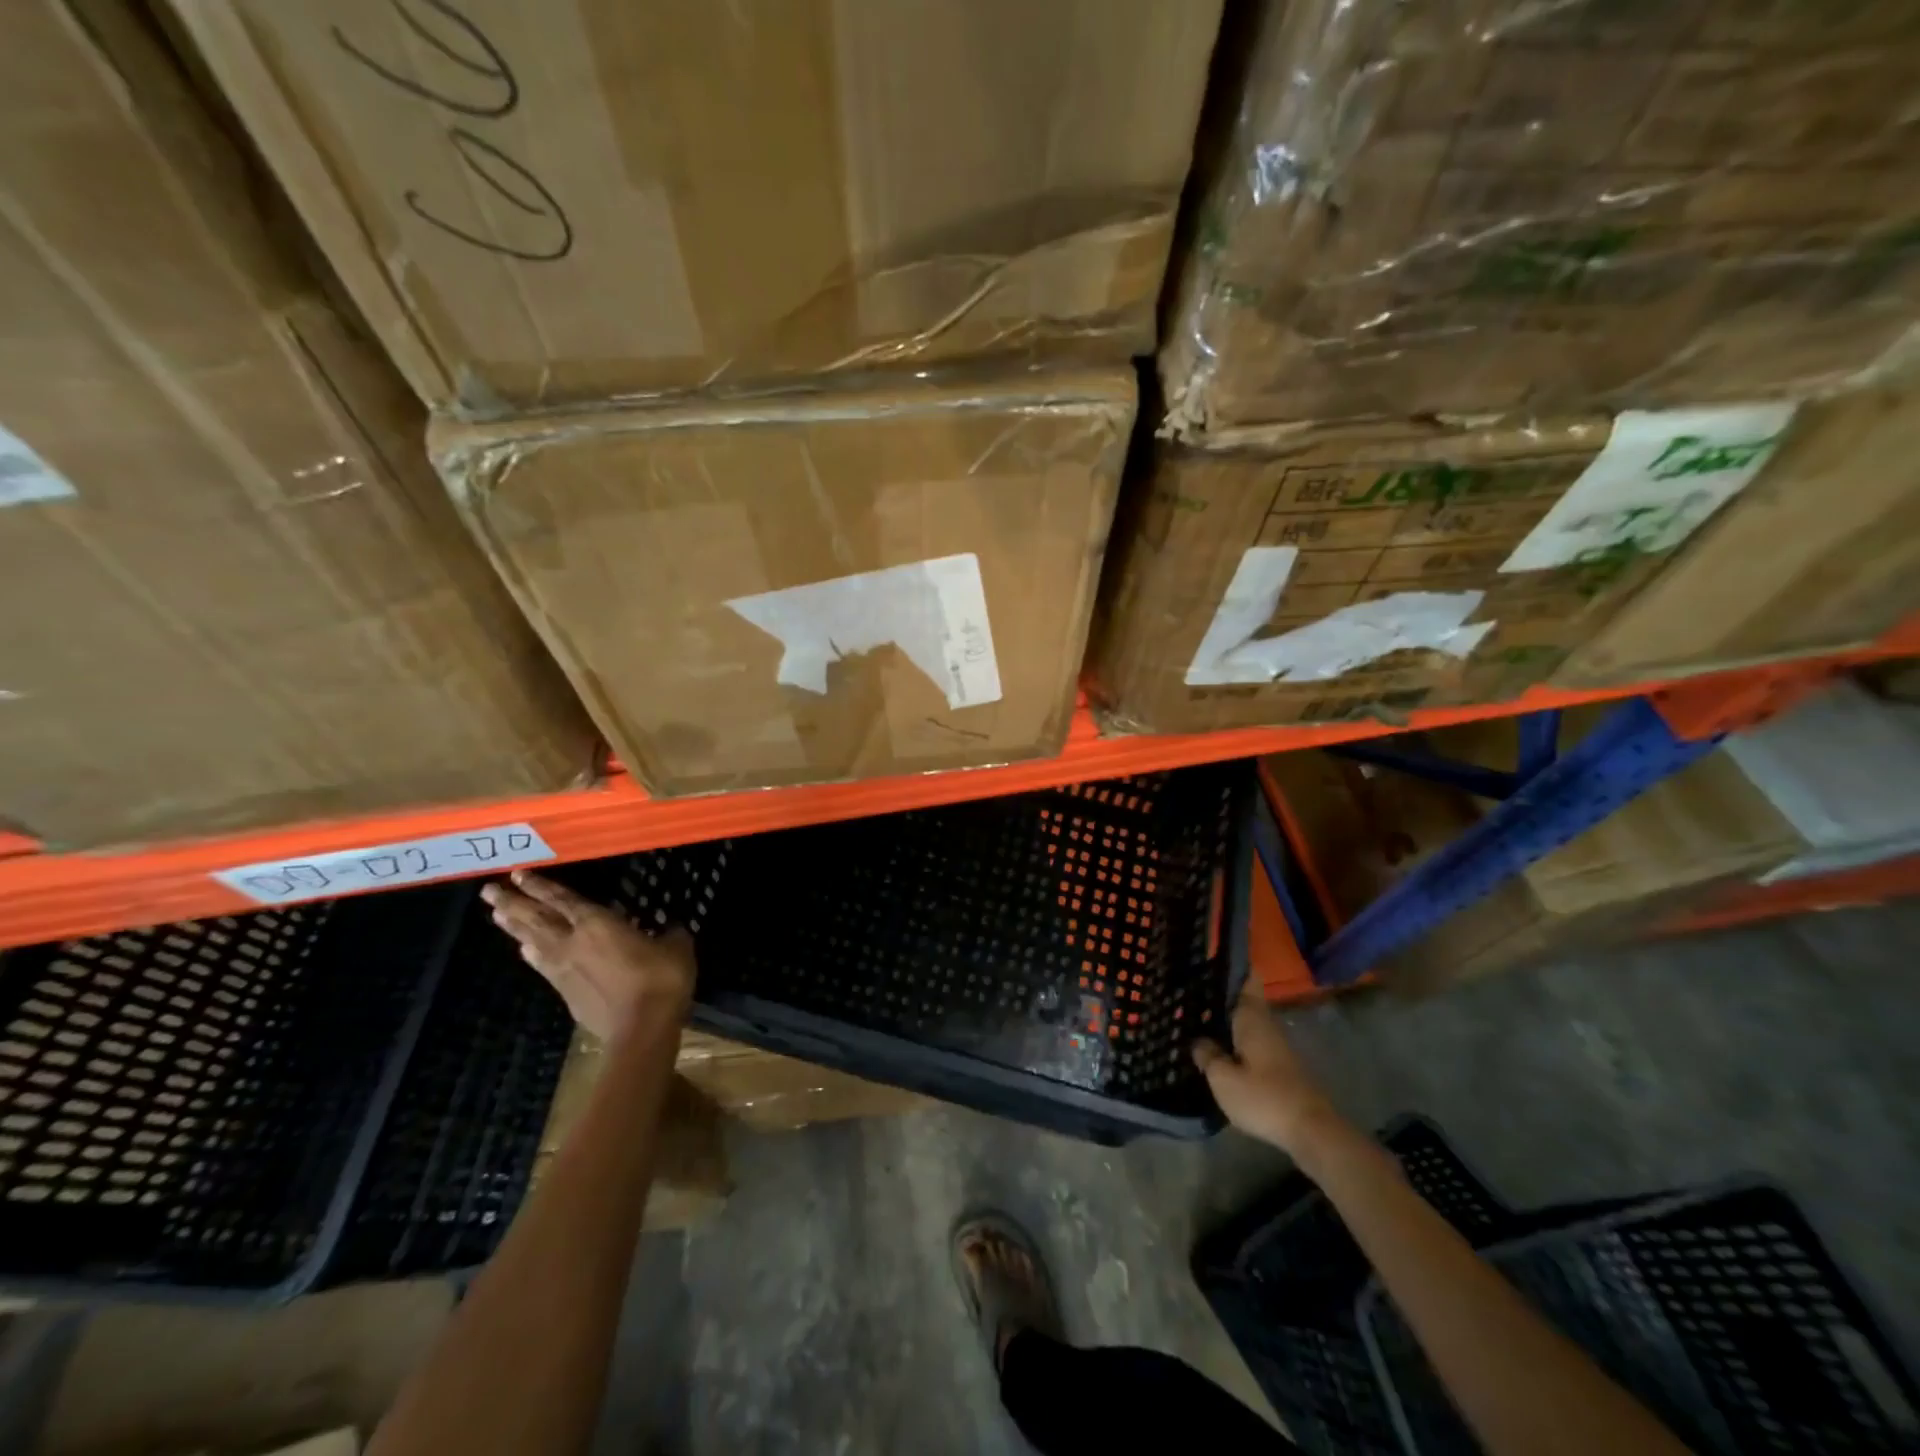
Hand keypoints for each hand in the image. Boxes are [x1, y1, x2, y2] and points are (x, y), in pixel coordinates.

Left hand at [482, 871, 694, 1041]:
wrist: (642, 1027)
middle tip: (489, 891)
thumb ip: (668, 933)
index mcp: (598, 923)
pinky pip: (542, 965)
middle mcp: (572, 942)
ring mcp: (564, 969)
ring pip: (533, 942)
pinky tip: (525, 951)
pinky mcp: (565, 993)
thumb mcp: (676, 947)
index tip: (518, 873)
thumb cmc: (661, 979)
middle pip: (536, 919)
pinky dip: (530, 954)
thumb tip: (670, 927)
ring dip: (514, 928)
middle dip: (512, 903)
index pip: (563, 899)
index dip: (540, 886)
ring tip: (497, 915)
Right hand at [1193, 980, 1341, 1152]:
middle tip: (1189, 987)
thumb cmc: (1264, 1097)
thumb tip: (1198, 1041)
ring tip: (1197, 1017)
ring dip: (1226, 1017)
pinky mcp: (1281, 1065)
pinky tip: (1218, 1048)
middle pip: (1244, 999)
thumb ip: (1207, 1055)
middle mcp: (1266, 1023)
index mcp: (1252, 1017)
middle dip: (1221, 992)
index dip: (1233, 965)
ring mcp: (1276, 1045)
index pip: (1247, 979)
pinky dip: (1235, 1038)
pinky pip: (1252, 1041)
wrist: (1312, 1131)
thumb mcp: (1223, 1079)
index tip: (1211, 955)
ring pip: (1247, 1020)